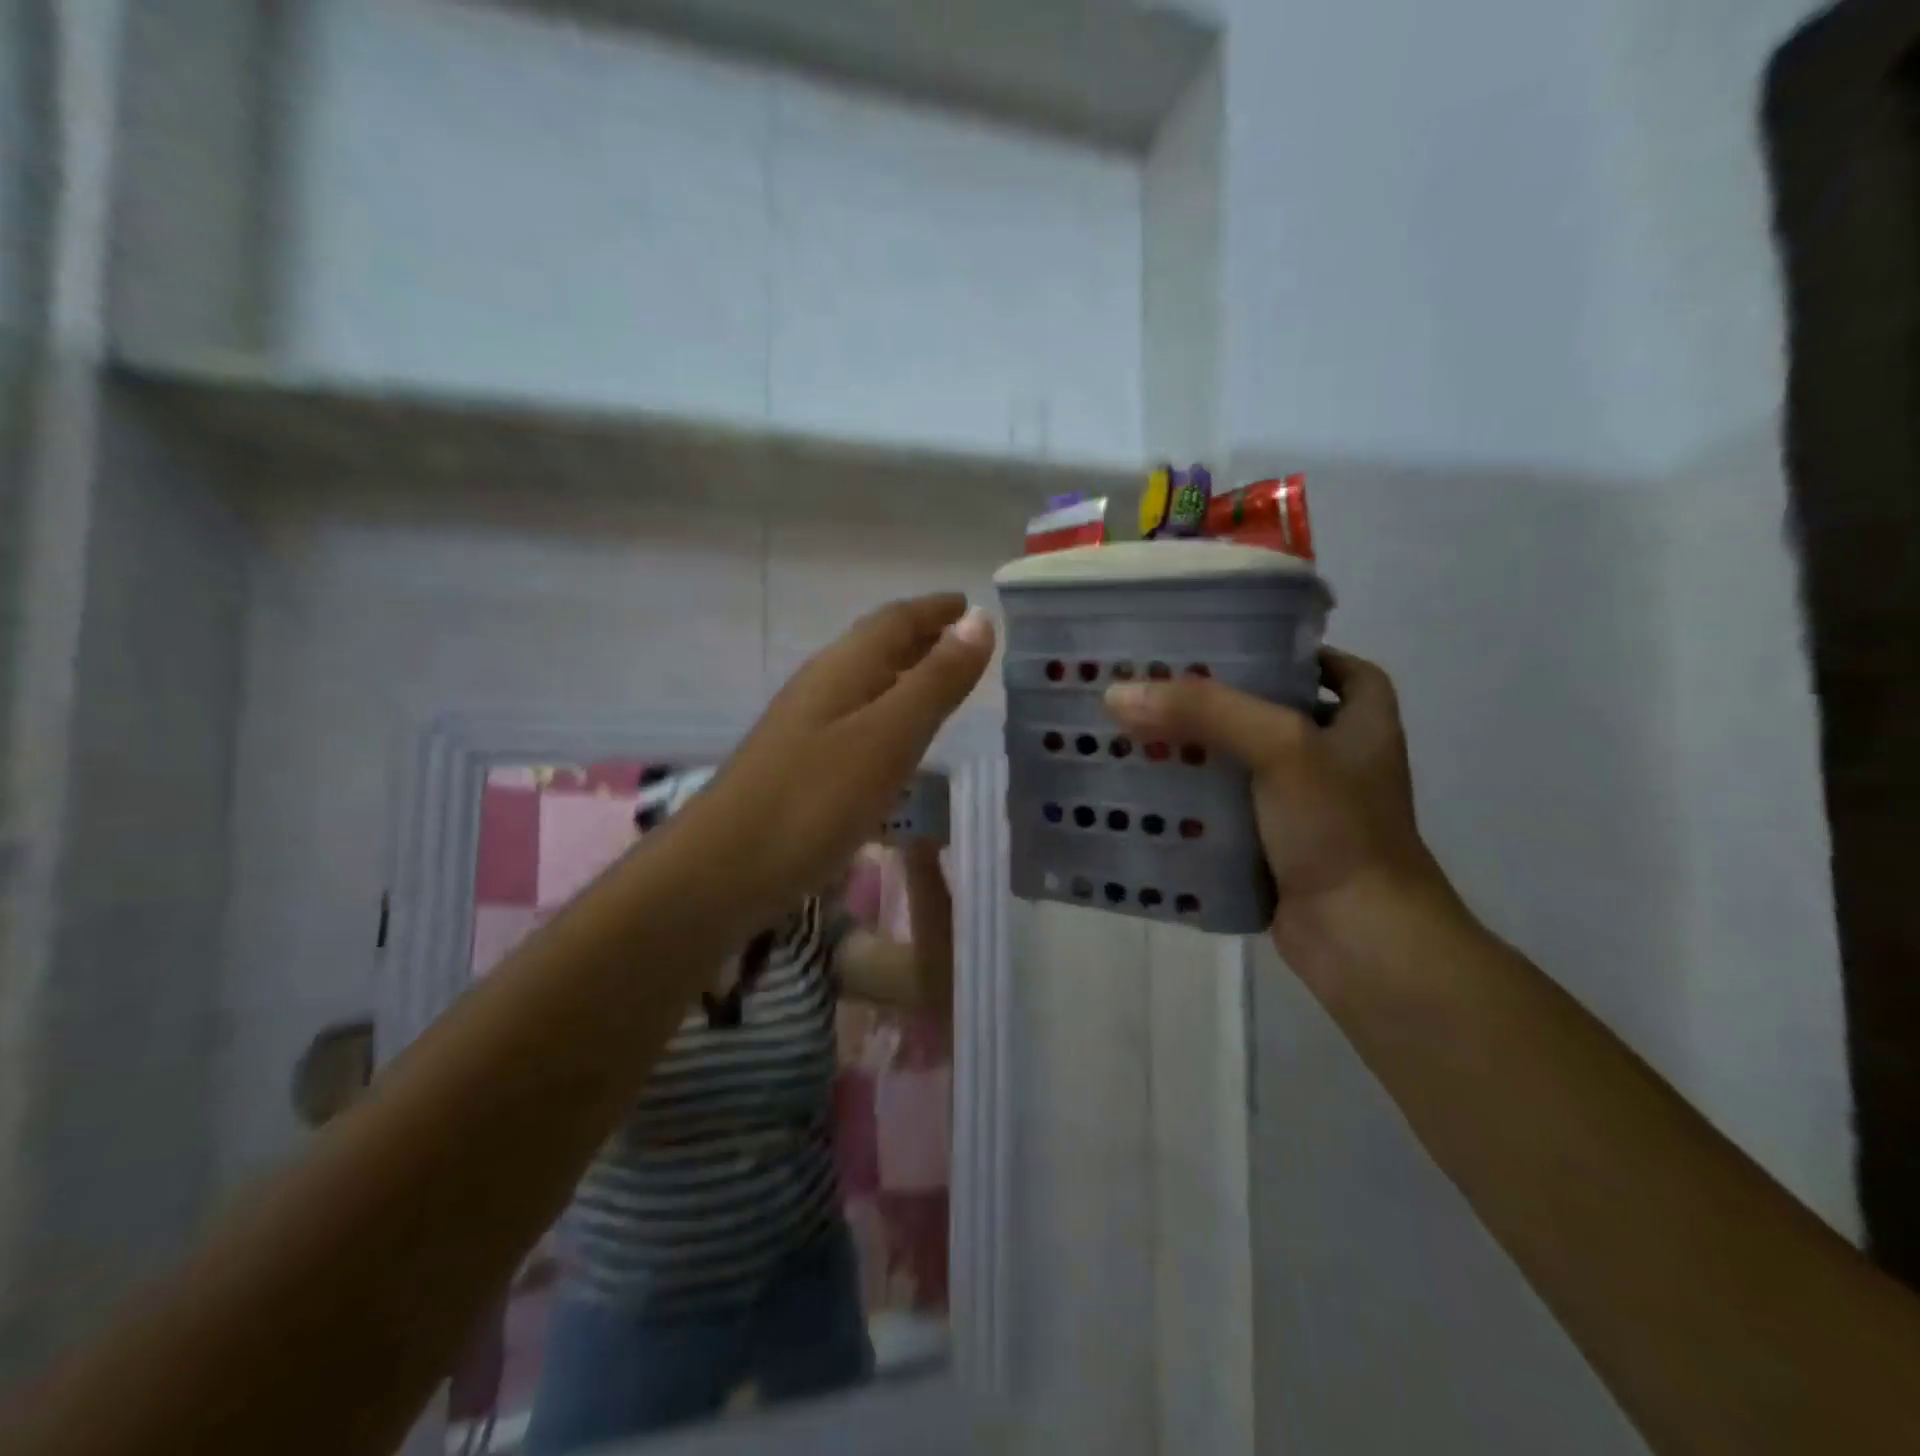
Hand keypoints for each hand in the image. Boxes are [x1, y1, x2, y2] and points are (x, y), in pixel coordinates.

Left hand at [671, 595, 992, 927]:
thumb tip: (979, 619)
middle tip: (968, 642)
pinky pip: (856, 718)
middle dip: (923, 637)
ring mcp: (806, 724)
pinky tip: (897, 740)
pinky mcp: (800, 762)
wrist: (725, 869)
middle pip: (878, 645)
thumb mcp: (888, 737)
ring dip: (906, 674)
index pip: (896, 619)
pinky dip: (888, 712)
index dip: (936, 609)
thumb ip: (936, 680)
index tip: (971, 603)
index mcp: (844, 668)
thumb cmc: (815, 800)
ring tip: (943, 684)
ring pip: (866, 682)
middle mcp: (822, 685)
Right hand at [1103, 647, 1447, 935]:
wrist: (1360, 936)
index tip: (1220, 648)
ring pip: (1241, 762)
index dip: (1279, 653)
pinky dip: (1193, 798)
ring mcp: (1305, 805)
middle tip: (1156, 688)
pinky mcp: (1274, 844)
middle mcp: (1337, 756)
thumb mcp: (1281, 746)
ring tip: (1137, 732)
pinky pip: (1226, 808)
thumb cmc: (1339, 827)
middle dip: (1215, 702)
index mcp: (1362, 719)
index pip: (1324, 665)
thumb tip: (1118, 693)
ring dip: (1197, 751)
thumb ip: (1204, 710)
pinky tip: (1148, 789)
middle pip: (1269, 711)